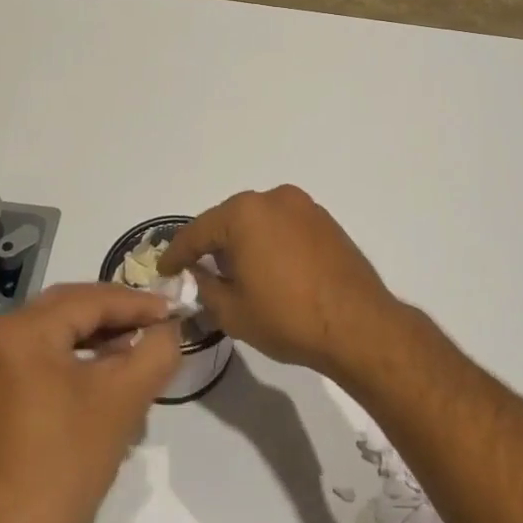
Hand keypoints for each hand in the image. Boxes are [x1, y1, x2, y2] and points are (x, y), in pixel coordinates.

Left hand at [0, 283, 179, 522]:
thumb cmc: (67, 463)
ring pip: (53, 335)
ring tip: (137, 353)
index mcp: (20, 330)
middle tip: (158, 326)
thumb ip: (158, 348)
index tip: (174, 310)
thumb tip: (169, 327)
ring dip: (97, 341)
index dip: (138, 303)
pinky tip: (103, 378)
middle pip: (68, 311)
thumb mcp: (126, 398)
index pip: (90, 299)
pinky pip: (36, 360)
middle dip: (116, 318)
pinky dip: (72, 361)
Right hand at [159, 186, 406, 380]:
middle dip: (212, 244)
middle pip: (229, 220)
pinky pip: (285, 226)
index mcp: (244, 213)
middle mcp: (274, 198)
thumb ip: (206, 286)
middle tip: (196, 269)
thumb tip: (199, 273)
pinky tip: (268, 267)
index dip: (177, 254)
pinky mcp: (326, 221)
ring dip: (243, 242)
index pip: (197, 232)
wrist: (358, 324)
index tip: (164, 270)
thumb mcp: (232, 310)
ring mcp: (305, 207)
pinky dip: (270, 242)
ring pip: (259, 221)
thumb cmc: (287, 317)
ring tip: (233, 270)